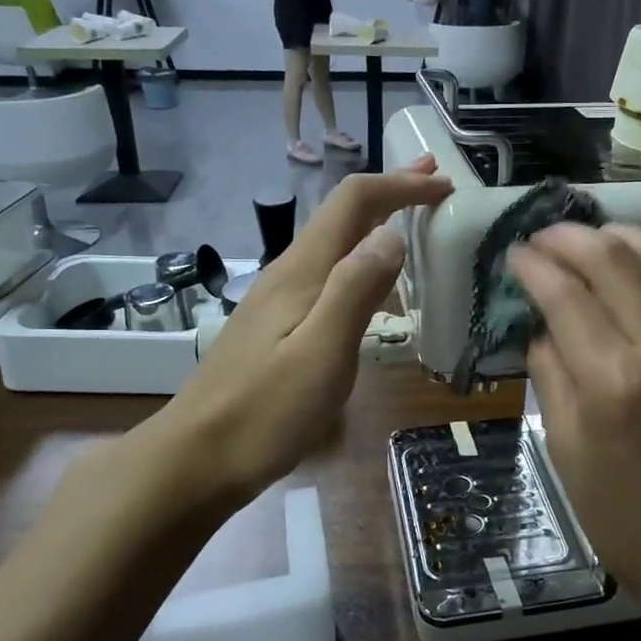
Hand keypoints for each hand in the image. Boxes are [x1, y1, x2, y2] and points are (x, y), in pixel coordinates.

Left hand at [145, 155, 451, 509]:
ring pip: (334, 242)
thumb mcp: (321, 354)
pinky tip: (373, 280)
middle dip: (390, 191)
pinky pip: (328, 272)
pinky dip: (361, 256)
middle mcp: (289, 274)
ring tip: (414, 220)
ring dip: (377, 221)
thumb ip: (355, 290)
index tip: (444, 186)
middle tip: (434, 180)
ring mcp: (279, 299)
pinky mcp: (277, 325)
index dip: (399, 185)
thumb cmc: (264, 413)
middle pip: (342, 214)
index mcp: (302, 272)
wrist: (195, 459)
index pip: (353, 202)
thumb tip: (391, 234)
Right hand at [509, 224, 640, 619]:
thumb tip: (541, 324)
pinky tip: (618, 270)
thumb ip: (549, 372)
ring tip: (579, 242)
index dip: (532, 264)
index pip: (565, 293)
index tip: (512, 254)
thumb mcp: (564, 448)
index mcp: (611, 380)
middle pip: (611, 256)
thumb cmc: (623, 515)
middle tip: (538, 239)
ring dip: (611, 235)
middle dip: (567, 236)